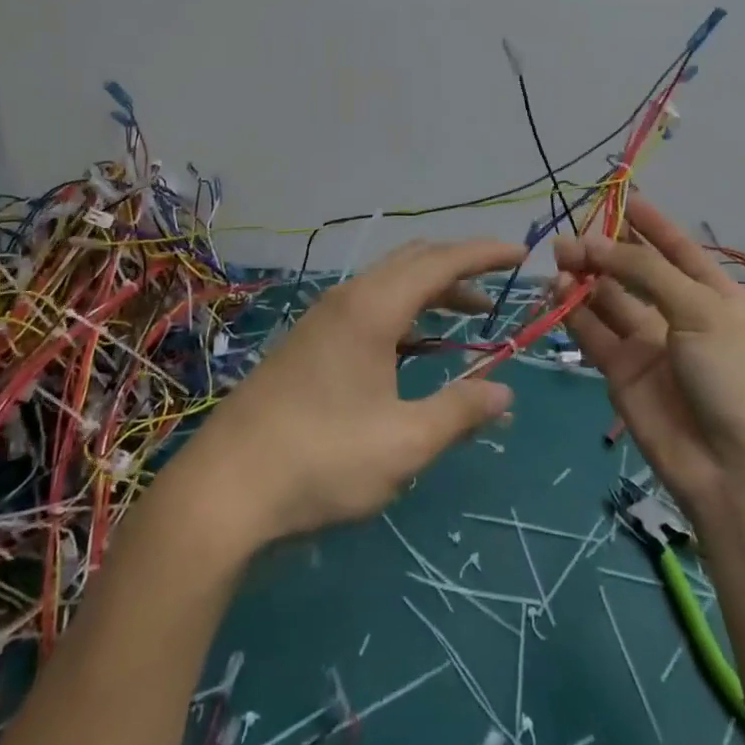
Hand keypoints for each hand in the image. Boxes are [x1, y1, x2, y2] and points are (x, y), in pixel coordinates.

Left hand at [166, 239, 522, 551]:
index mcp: (372, 309)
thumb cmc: (322, 460)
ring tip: (469, 313)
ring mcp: (322, 320)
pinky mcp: (307, 344)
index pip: (440, 262)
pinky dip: (404, 312)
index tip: (521, 255)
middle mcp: (347, 300)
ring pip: (388, 284)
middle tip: (498, 288)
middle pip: (412, 262)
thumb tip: (504, 393)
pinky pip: (368, 306)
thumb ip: (459, 412)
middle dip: (459, 267)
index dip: (483, 254)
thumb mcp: (404, 443)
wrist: (223, 490)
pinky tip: (415, 347)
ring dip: (431, 291)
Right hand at [553, 199, 744, 516]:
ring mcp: (648, 342)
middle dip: (605, 250)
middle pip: (635, 270)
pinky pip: (593, 331)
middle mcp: (679, 313)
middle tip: (571, 239)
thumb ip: (645, 271)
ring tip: (560, 259)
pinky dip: (573, 311)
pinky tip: (557, 292)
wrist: (732, 469)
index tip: (620, 196)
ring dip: (584, 277)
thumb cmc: (732, 377)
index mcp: (714, 295)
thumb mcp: (699, 310)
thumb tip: (594, 243)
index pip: (677, 247)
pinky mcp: (620, 370)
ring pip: (608, 298)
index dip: (650, 223)